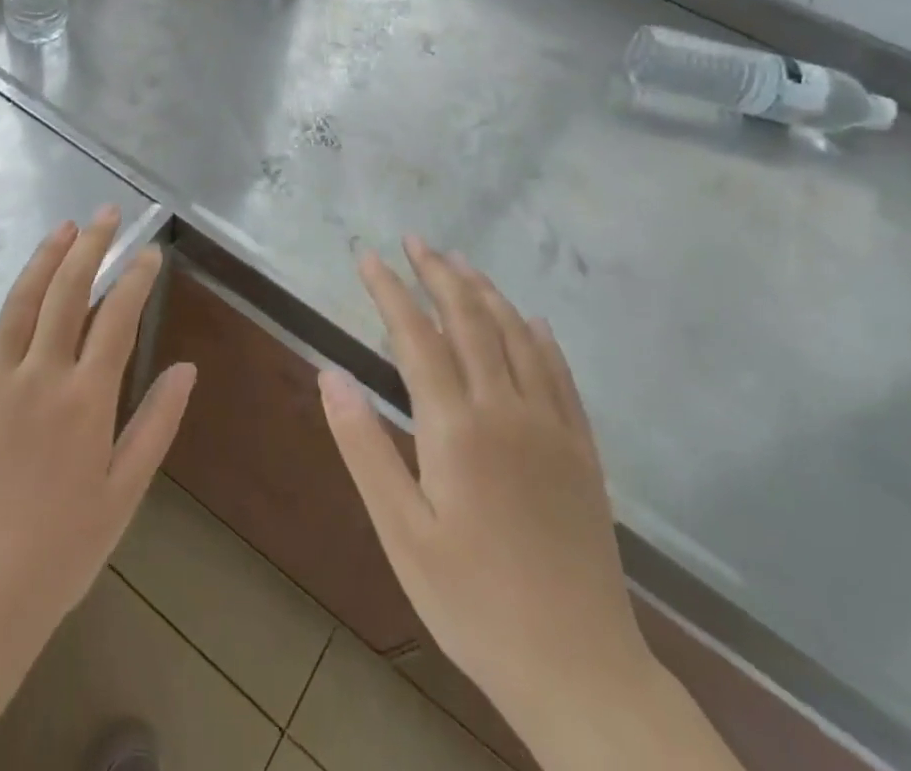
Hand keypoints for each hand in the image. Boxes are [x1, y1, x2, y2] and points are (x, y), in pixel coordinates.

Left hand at [0, 206, 196, 662]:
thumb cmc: (60, 553)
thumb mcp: (124, 494)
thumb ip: (156, 425)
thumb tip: (188, 368)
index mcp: (85, 400)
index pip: (117, 318)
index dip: (136, 278)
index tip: (150, 251)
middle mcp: (38, 377)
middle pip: (67, 294)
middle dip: (91, 247)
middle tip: (106, 214)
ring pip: (17, 305)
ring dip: (41, 260)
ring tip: (63, 228)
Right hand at [319, 238, 649, 728]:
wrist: (581, 671)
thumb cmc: (472, 602)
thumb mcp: (400, 532)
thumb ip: (363, 446)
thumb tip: (329, 372)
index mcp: (456, 427)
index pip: (416, 336)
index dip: (389, 290)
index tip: (367, 255)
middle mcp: (506, 410)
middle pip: (470, 320)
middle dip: (439, 274)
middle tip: (415, 240)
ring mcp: (551, 428)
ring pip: (517, 336)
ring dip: (486, 292)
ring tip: (460, 263)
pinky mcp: (581, 451)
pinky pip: (560, 374)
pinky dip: (540, 336)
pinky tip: (531, 320)